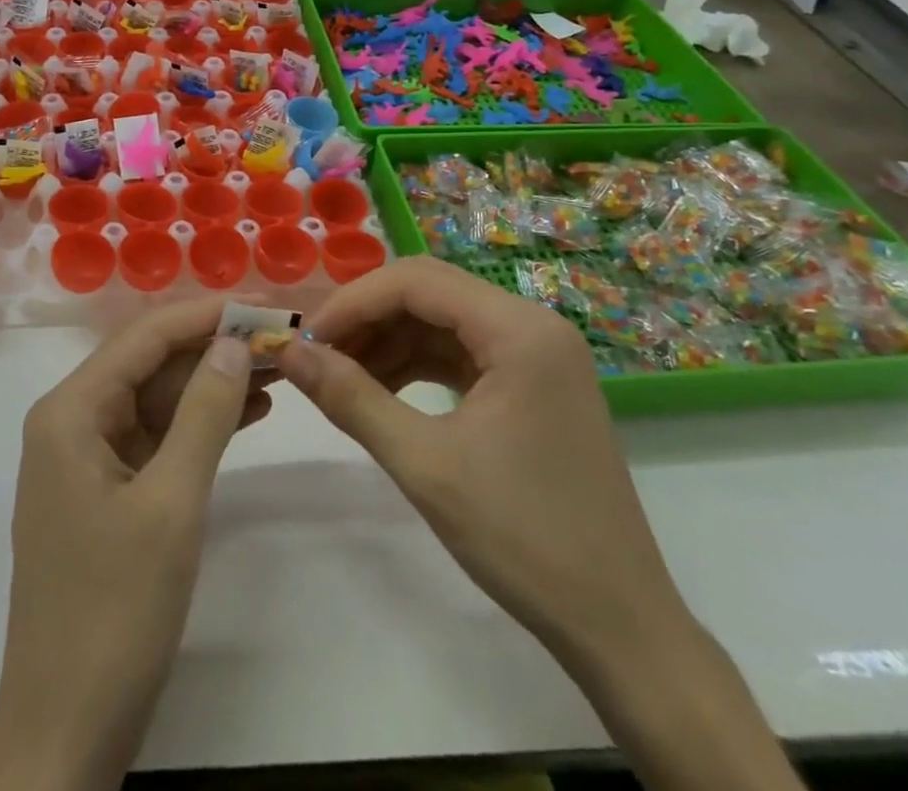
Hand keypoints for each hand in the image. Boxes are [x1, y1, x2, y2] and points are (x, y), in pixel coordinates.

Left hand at [0, 299, 266, 790]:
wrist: (66, 734)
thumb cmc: (115, 611)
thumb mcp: (172, 504)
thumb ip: (205, 413)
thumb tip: (235, 341)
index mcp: (71, 411)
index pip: (145, 337)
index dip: (206, 314)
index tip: (264, 303)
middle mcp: (72, 421)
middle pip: (150, 363)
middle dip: (214, 347)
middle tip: (281, 334)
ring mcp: (87, 458)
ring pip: (157, 399)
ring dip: (213, 384)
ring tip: (279, 366)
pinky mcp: (106, 492)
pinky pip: (157, 438)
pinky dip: (200, 425)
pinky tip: (251, 411)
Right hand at [276, 256, 686, 658]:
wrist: (619, 627)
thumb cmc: (524, 540)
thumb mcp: (425, 465)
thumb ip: (350, 398)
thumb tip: (287, 353)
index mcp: (519, 329)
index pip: (416, 281)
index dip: (352, 302)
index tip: (305, 339)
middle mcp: (532, 325)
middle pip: (429, 292)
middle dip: (367, 318)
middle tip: (317, 355)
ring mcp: (537, 355)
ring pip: (442, 321)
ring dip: (387, 341)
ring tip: (339, 376)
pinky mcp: (533, 384)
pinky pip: (461, 353)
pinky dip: (416, 364)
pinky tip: (381, 391)